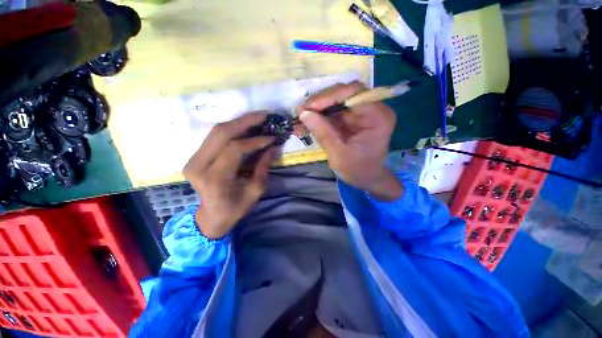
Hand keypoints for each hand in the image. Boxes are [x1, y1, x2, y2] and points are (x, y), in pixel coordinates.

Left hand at [183, 113, 276, 238]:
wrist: (211, 216)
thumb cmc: (235, 208)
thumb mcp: (255, 191)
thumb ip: (263, 167)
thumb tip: (274, 146)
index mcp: (215, 179)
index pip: (235, 149)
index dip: (255, 140)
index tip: (271, 137)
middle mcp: (199, 166)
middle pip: (222, 133)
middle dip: (246, 121)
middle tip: (265, 115)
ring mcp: (193, 159)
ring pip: (216, 131)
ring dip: (239, 121)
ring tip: (257, 117)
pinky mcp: (194, 156)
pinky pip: (214, 136)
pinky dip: (231, 128)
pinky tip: (245, 126)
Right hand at [298, 81, 402, 200]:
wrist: (366, 178)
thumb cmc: (358, 170)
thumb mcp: (339, 154)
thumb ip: (323, 132)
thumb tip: (303, 113)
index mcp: (377, 115)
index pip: (353, 92)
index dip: (328, 96)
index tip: (308, 108)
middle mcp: (371, 108)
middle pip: (342, 94)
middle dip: (319, 104)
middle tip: (300, 114)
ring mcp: (360, 112)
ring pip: (334, 102)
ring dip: (316, 111)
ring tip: (299, 123)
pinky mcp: (351, 118)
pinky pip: (332, 112)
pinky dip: (318, 118)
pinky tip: (306, 126)